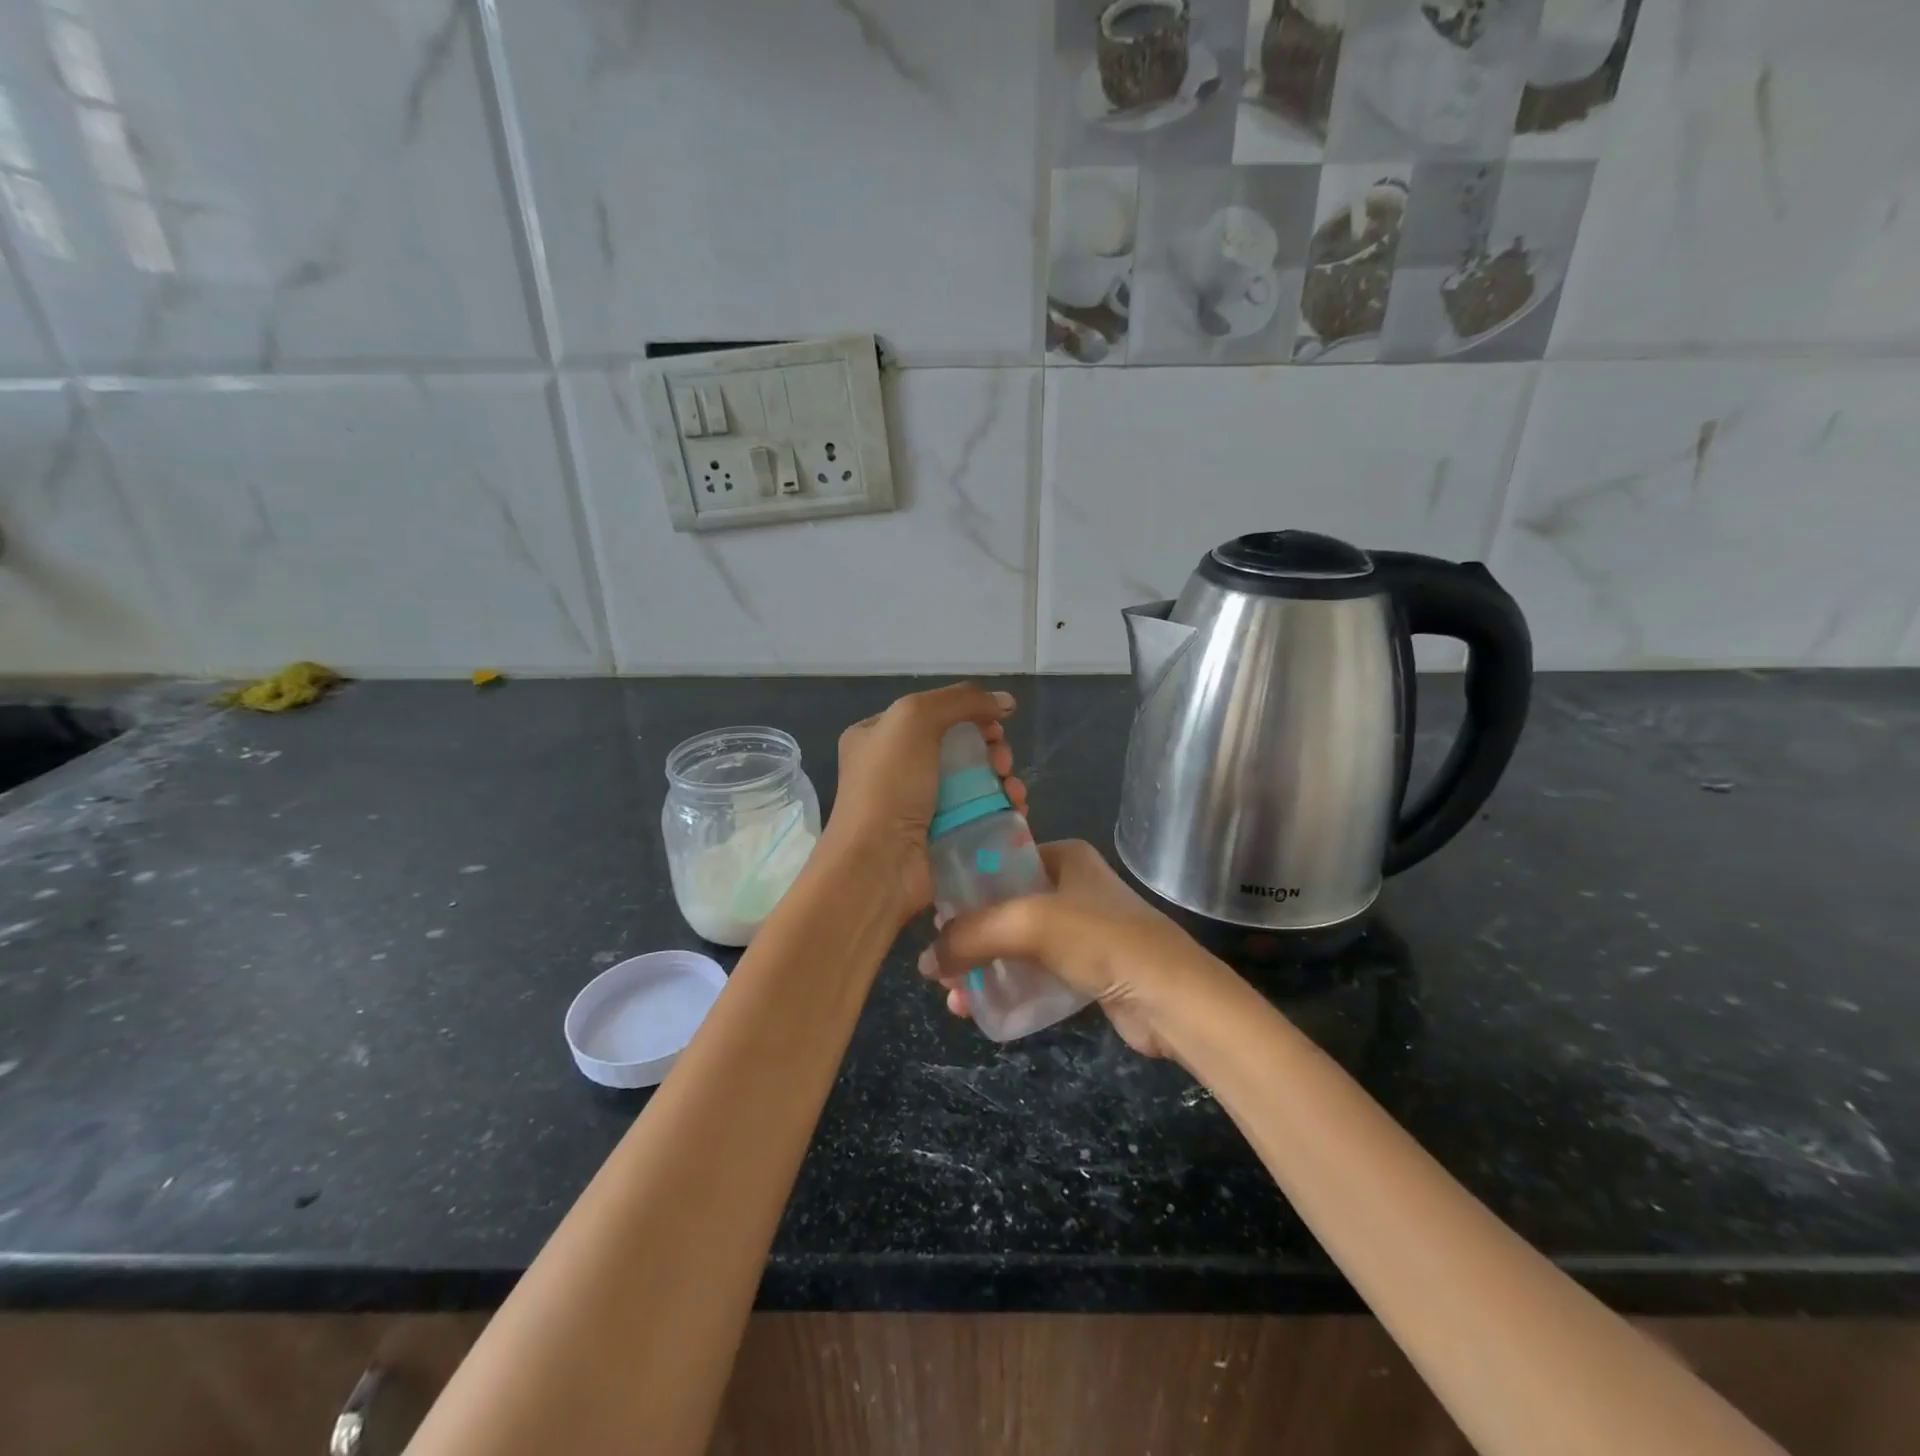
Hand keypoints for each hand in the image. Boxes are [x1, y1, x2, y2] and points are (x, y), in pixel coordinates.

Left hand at [822, 683, 1025, 928]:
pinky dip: (1000, 809)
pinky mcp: (939, 837)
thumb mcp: (915, 720)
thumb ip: (961, 700)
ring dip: (1002, 780)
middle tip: (1003, 763)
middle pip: (959, 747)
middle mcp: (895, 769)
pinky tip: (1016, 810)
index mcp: (877, 736)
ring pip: (973, 781)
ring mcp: (917, 806)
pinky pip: (977, 814)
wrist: (878, 865)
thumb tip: (1005, 701)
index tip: (996, 726)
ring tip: (1014, 792)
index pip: (932, 714)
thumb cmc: (889, 786)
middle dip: (991, 750)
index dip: (970, 714)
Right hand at [917, 839, 1216, 1058]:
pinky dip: (1007, 987)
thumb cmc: (1100, 939)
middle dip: (968, 938)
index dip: (965, 889)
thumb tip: (924, 960)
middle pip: (1003, 908)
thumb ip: (971, 934)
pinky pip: (1034, 973)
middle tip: (938, 966)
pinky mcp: (1087, 969)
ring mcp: (1082, 930)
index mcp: (1064, 858)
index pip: (1001, 862)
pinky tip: (979, 1007)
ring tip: (953, 997)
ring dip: (982, 968)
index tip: (933, 919)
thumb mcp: (1027, 923)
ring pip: (1015, 945)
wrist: (1171, 997)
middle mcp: (1072, 887)